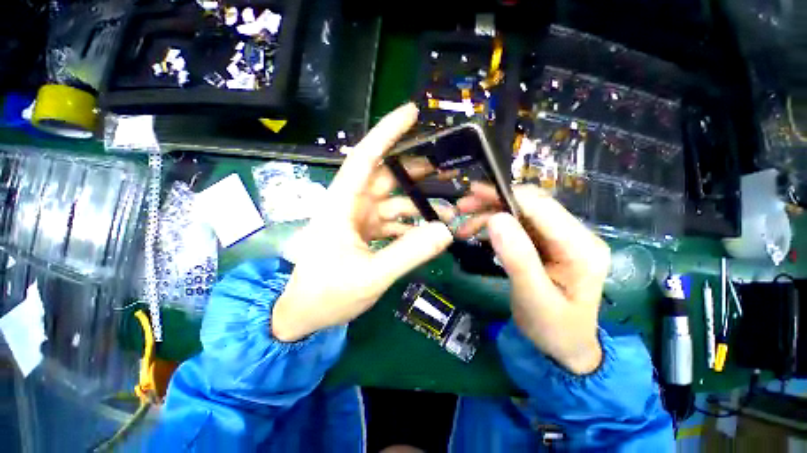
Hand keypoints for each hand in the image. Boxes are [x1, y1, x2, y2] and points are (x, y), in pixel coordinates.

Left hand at [272, 104, 453, 341]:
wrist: (304, 314)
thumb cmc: (327, 294)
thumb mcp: (370, 275)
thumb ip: (408, 253)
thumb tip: (445, 231)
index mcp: (343, 204)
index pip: (366, 157)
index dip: (387, 132)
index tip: (412, 112)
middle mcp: (352, 205)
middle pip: (387, 177)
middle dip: (416, 172)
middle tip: (447, 169)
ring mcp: (360, 220)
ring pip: (394, 201)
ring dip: (419, 205)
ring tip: (448, 211)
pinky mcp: (366, 234)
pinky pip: (394, 222)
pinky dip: (412, 225)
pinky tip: (429, 233)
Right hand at [458, 183, 609, 373]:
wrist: (565, 346)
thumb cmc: (553, 329)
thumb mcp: (533, 299)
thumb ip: (518, 258)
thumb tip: (495, 219)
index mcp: (581, 247)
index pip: (541, 206)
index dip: (506, 195)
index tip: (472, 195)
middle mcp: (575, 235)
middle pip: (530, 205)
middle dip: (493, 203)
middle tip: (461, 208)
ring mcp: (561, 238)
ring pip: (520, 213)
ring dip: (490, 214)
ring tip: (464, 226)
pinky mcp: (547, 244)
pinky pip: (518, 226)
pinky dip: (494, 226)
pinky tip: (478, 233)